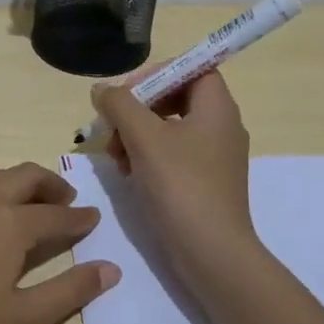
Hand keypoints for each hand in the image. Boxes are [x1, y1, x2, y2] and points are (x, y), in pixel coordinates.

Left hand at [0, 163, 120, 323]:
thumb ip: (70, 291)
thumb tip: (110, 269)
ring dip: (20, 183)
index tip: (95, 218)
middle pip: (23, 177)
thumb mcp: (25, 319)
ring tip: (34, 206)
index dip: (79, 219)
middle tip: (68, 202)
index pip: (55, 215)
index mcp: (9, 222)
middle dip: (50, 185)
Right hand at [92, 68, 261, 288]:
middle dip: (137, 108)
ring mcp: (213, 157)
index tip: (128, 93)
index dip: (158, 73)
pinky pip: (171, 154)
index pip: (192, 69)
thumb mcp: (144, 137)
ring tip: (114, 155)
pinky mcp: (203, 182)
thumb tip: (102, 90)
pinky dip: (146, 156)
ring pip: (168, 127)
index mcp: (217, 108)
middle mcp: (221, 127)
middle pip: (174, 97)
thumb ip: (119, 104)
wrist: (211, 253)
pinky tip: (127, 172)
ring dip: (136, 133)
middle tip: (112, 125)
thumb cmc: (181, 186)